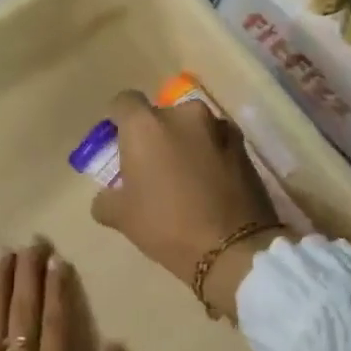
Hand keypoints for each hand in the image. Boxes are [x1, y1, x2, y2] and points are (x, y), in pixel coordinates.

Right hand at [90, 90, 282, 321]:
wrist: (233, 248)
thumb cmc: (167, 226)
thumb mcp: (122, 218)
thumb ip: (106, 200)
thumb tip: (106, 197)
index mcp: (146, 125)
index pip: (123, 102)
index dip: (118, 119)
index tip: (119, 140)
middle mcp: (183, 114)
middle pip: (161, 115)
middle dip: (155, 135)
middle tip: (153, 166)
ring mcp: (218, 127)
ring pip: (193, 127)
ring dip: (186, 142)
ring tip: (185, 175)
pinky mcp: (244, 146)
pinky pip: (217, 142)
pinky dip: (211, 154)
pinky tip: (211, 182)